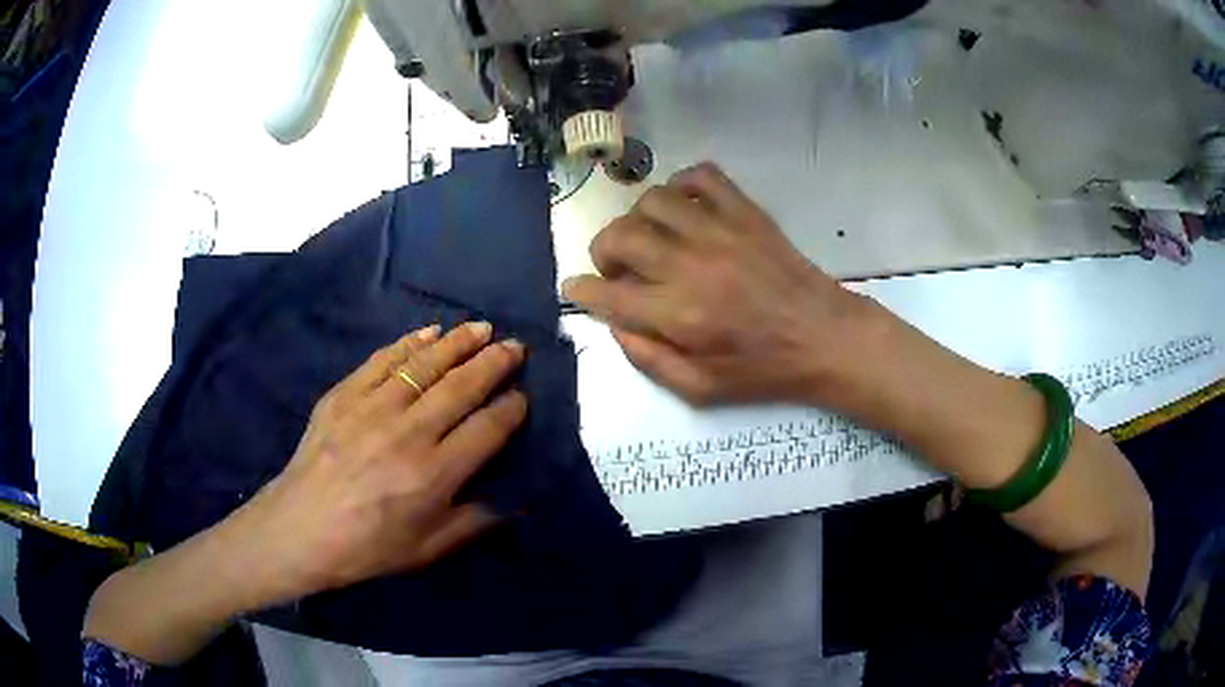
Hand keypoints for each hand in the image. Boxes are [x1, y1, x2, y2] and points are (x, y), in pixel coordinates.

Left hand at [233, 322, 527, 601]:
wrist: (300, 530)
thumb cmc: (368, 547)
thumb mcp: (429, 549)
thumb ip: (476, 522)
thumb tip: (518, 502)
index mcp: (434, 474)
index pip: (487, 429)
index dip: (511, 409)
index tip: (522, 396)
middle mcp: (408, 432)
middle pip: (461, 386)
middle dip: (494, 363)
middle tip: (515, 346)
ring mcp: (372, 407)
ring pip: (425, 364)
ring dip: (458, 342)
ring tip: (482, 328)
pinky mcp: (343, 394)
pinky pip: (383, 360)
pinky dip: (409, 342)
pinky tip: (429, 331)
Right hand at [563, 162, 875, 405]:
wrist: (824, 337)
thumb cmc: (763, 370)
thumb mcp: (701, 390)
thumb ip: (649, 360)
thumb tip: (615, 325)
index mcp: (678, 314)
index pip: (607, 292)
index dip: (580, 289)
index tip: (575, 288)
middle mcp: (691, 265)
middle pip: (620, 235)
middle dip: (603, 250)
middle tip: (615, 267)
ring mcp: (720, 231)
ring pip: (653, 200)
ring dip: (639, 218)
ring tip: (651, 238)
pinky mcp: (745, 212)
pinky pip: (702, 175)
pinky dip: (683, 184)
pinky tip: (685, 207)